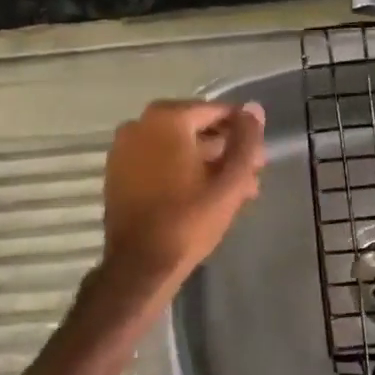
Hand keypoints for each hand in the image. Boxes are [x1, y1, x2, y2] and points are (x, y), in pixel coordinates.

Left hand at [88, 100, 266, 323]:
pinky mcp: (117, 172)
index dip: (242, 132)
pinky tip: (202, 195)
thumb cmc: (189, 219)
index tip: (257, 158)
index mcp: (167, 118)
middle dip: (224, 150)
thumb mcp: (230, 181)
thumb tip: (254, 108)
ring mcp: (124, 148)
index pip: (216, 112)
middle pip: (195, 129)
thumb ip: (246, 141)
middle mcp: (140, 124)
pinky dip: (179, 170)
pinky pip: (157, 161)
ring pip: (176, 147)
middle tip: (249, 177)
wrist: (140, 266)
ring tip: (233, 191)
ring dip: (205, 163)